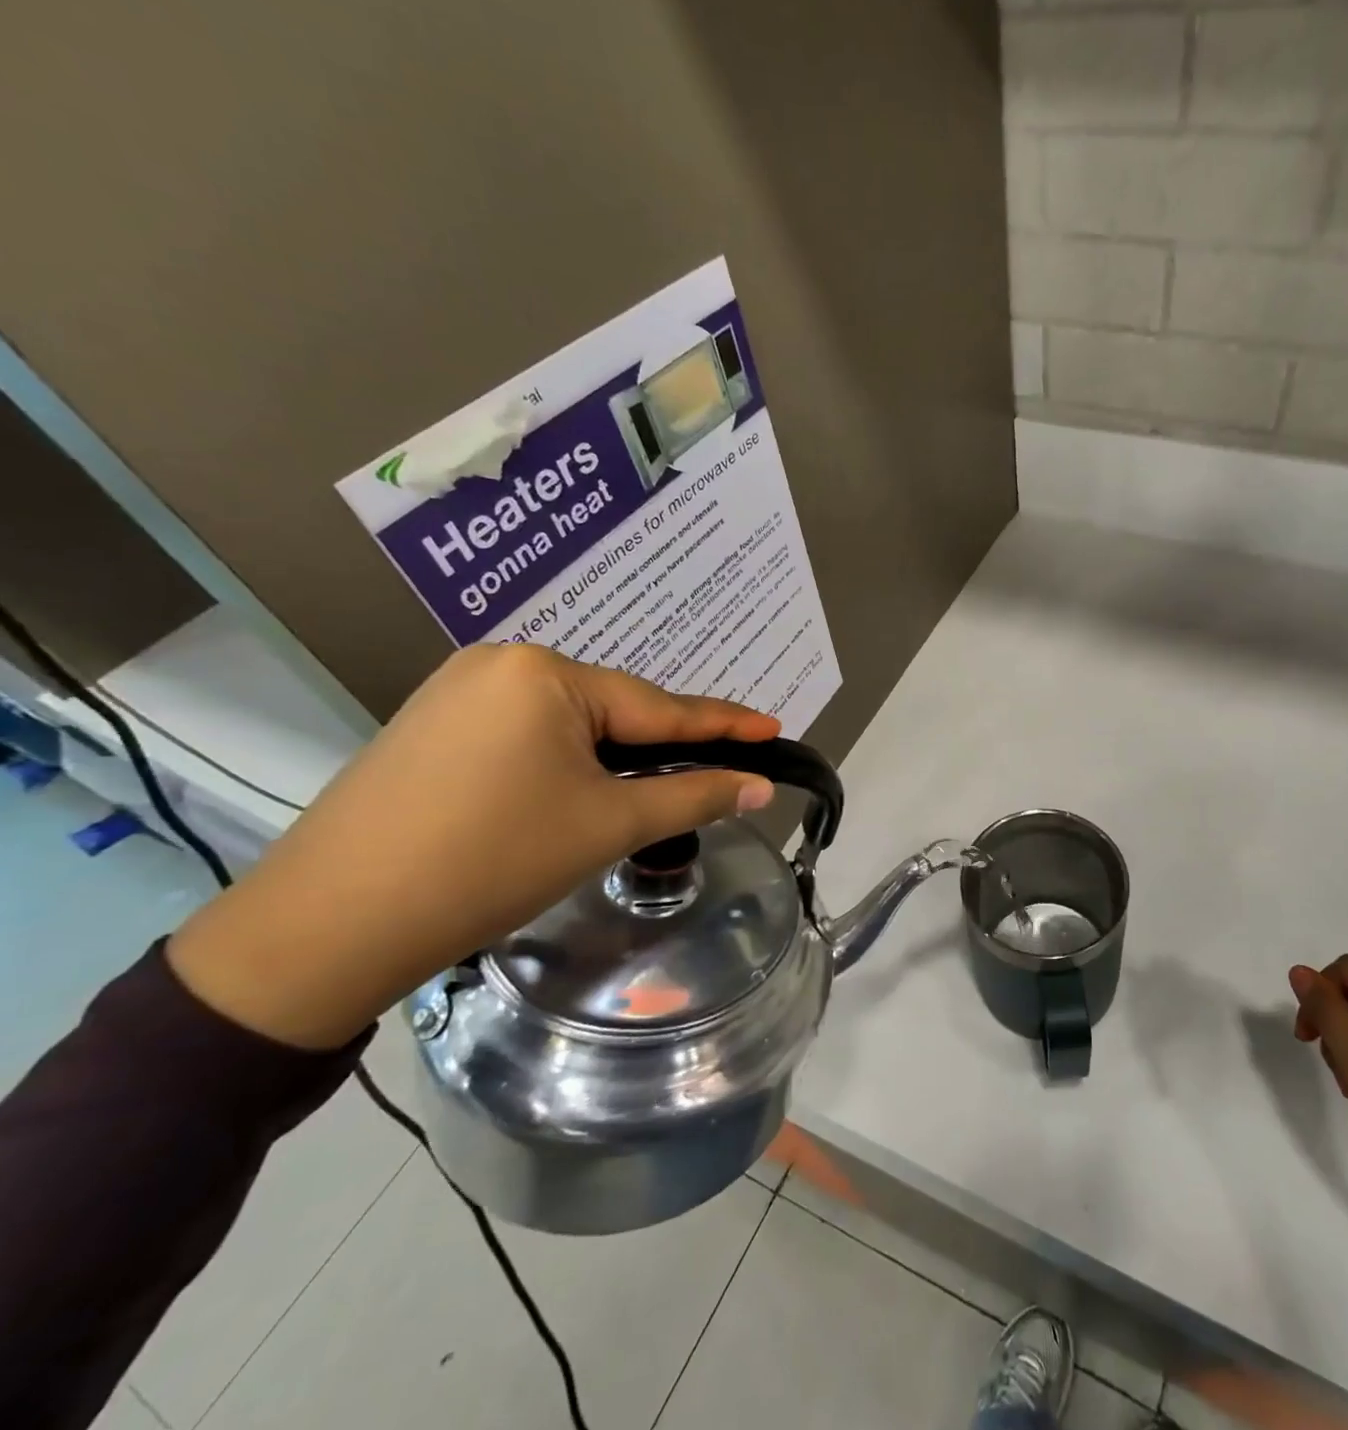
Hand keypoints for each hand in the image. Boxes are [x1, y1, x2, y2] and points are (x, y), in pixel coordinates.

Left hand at [167, 645, 780, 1049]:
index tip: (773, 729)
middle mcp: (500, 665)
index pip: (659, 706)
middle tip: (719, 772)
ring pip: (571, 725)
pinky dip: (569, 763)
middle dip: (665, 747)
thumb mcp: (608, 824)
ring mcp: (458, 694)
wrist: (331, 926)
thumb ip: (693, 795)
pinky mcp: (434, 729)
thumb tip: (760, 786)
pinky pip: (528, 737)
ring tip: (654, 792)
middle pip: (614, 711)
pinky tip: (581, 792)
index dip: (723, 724)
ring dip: (617, 759)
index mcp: (544, 674)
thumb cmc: (492, 861)